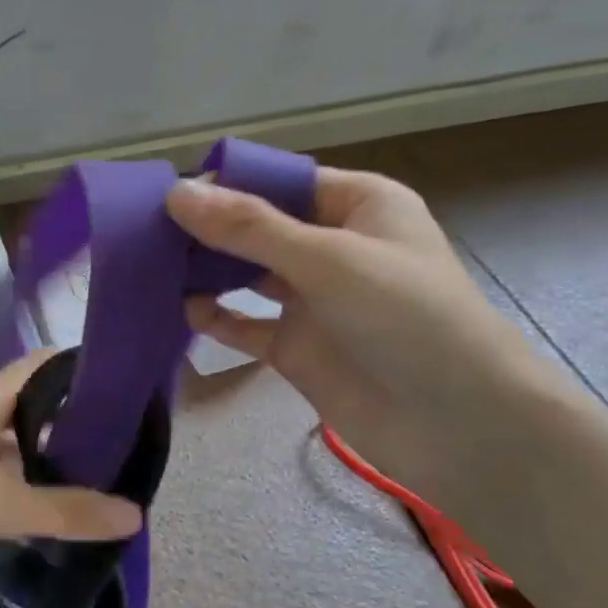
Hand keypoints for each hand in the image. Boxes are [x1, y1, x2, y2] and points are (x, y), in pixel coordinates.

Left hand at [0, 352, 143, 586]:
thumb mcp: (1, 504)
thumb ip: (67, 511)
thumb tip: (135, 516)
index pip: (49, 364)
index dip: (88, 371)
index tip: (130, 394)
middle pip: (32, 404)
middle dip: (73, 424)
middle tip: (122, 451)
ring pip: (9, 440)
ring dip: (43, 458)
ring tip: (90, 482)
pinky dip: (14, 483)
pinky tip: (35, 510)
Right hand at [166, 169, 551, 503]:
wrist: (458, 426)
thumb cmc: (407, 318)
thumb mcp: (328, 260)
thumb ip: (250, 228)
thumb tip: (176, 194)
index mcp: (358, 206)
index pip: (281, 181)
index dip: (228, 185)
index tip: (170, 195)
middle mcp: (333, 246)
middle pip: (258, 226)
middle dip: (210, 229)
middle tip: (149, 232)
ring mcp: (313, 299)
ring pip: (246, 274)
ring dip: (207, 271)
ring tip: (156, 267)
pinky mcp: (296, 346)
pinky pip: (245, 323)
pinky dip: (216, 316)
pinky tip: (186, 311)